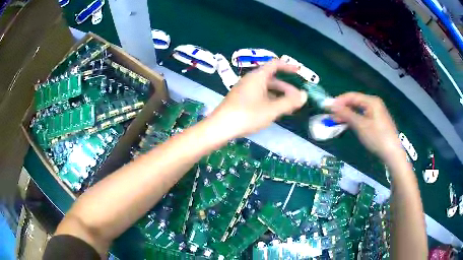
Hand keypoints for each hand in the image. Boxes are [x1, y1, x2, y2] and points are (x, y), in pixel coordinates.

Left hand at [208, 60, 307, 138]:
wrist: (220, 127)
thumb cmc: (247, 115)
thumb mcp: (271, 109)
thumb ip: (289, 102)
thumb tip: (304, 95)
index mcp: (258, 77)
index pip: (275, 64)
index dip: (288, 66)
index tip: (299, 71)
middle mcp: (250, 80)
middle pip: (272, 78)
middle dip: (286, 87)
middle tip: (297, 98)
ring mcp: (244, 89)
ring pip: (265, 88)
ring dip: (278, 95)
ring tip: (289, 107)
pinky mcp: (240, 99)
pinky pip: (259, 95)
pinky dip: (269, 99)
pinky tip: (274, 110)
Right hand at [331, 92, 402, 161]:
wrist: (392, 153)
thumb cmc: (377, 137)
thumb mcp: (360, 125)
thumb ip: (346, 114)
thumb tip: (331, 105)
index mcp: (371, 101)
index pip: (351, 96)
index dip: (338, 101)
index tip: (327, 108)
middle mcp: (374, 103)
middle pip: (355, 102)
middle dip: (342, 109)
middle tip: (331, 117)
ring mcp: (376, 112)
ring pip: (358, 110)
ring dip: (347, 115)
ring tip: (337, 122)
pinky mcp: (377, 121)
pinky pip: (362, 116)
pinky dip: (354, 120)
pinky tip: (348, 125)